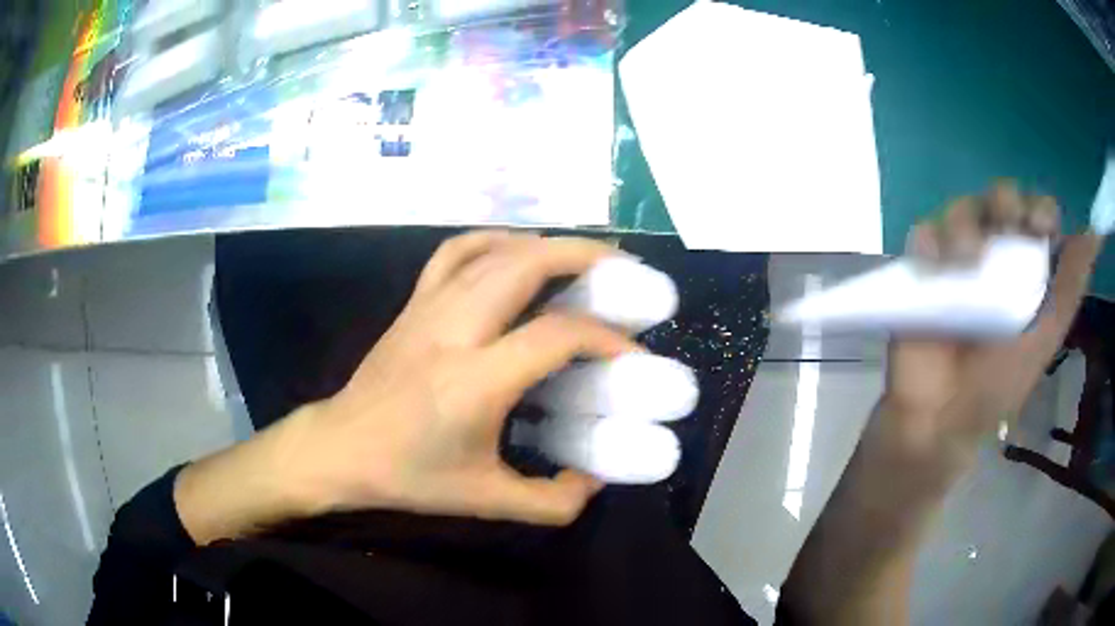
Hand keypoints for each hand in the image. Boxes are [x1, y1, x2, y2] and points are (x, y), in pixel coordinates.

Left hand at [177, 232, 637, 543]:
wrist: (340, 447)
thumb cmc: (410, 477)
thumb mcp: (487, 502)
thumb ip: (552, 501)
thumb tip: (595, 480)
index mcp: (475, 382)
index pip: (555, 335)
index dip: (605, 337)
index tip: (632, 351)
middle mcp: (454, 331)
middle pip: (526, 265)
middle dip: (584, 257)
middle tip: (623, 269)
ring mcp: (429, 308)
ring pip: (494, 250)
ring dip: (546, 245)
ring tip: (583, 256)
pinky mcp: (413, 302)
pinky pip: (456, 252)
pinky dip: (495, 240)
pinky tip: (518, 250)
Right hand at [782, 182, 1103, 625]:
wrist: (942, 418)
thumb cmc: (999, 384)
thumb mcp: (1046, 336)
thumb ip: (1071, 287)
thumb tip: (1096, 235)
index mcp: (1027, 270)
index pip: (1036, 215)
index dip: (1039, 209)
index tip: (1039, 227)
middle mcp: (995, 255)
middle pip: (999, 198)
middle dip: (1003, 201)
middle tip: (1006, 227)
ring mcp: (956, 261)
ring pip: (961, 209)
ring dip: (965, 224)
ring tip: (966, 263)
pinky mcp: (921, 271)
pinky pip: (923, 234)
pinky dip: (929, 240)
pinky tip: (936, 268)